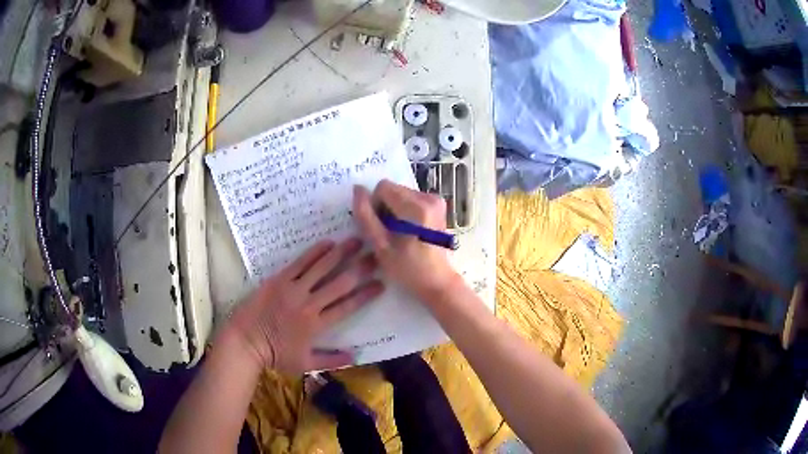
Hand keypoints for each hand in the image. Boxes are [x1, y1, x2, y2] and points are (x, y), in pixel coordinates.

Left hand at [223, 238, 383, 374]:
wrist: (245, 341)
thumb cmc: (275, 354)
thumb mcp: (305, 364)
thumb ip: (331, 360)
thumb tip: (356, 356)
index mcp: (317, 325)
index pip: (348, 306)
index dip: (366, 294)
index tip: (381, 284)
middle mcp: (309, 303)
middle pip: (340, 283)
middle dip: (361, 269)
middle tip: (376, 256)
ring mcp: (293, 289)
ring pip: (322, 267)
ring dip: (341, 253)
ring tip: (357, 241)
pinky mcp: (279, 279)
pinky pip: (300, 262)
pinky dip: (315, 252)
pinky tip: (328, 243)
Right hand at [353, 180, 460, 303]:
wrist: (438, 281)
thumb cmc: (408, 269)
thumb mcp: (381, 246)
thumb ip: (366, 216)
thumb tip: (357, 189)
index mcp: (416, 207)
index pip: (383, 188)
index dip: (374, 205)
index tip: (379, 227)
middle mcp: (429, 198)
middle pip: (393, 189)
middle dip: (385, 207)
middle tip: (388, 232)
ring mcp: (436, 201)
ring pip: (401, 193)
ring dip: (394, 210)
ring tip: (399, 234)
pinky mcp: (438, 205)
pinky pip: (412, 199)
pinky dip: (405, 211)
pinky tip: (409, 231)